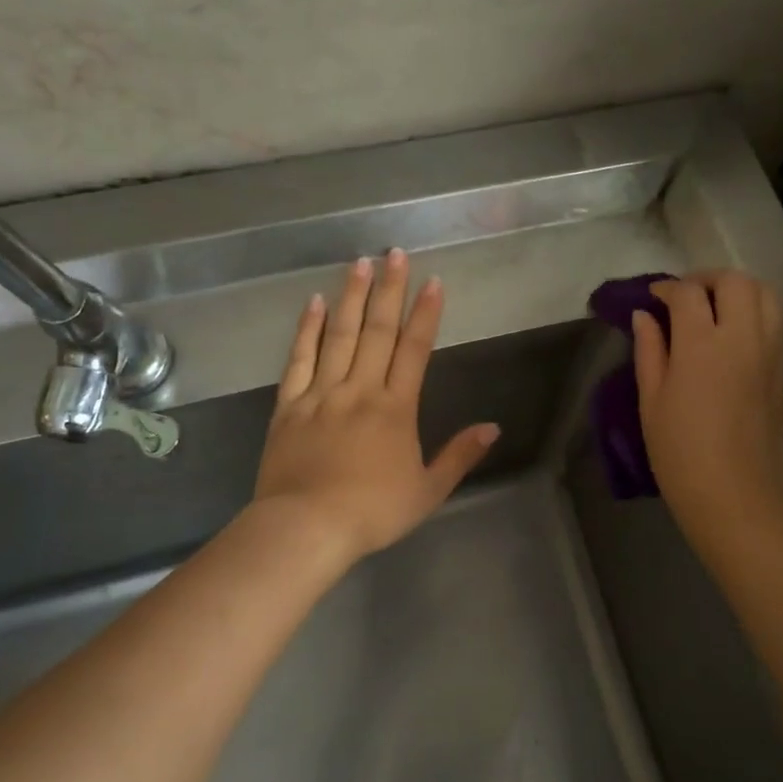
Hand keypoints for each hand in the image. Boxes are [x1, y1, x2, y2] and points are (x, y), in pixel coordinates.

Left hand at [252, 250, 499, 567]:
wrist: (305, 528)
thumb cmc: (372, 512)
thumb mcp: (428, 490)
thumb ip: (459, 455)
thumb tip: (493, 427)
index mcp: (396, 408)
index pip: (414, 350)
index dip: (425, 314)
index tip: (433, 281)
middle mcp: (360, 390)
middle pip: (377, 331)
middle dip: (389, 289)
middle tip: (395, 253)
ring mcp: (321, 394)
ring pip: (339, 335)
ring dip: (351, 297)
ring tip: (359, 262)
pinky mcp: (289, 405)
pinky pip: (299, 359)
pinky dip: (307, 329)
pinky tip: (315, 303)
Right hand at [632, 270, 782, 556]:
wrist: (735, 496)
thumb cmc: (680, 453)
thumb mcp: (651, 401)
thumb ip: (649, 351)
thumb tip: (644, 316)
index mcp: (702, 344)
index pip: (688, 293)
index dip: (667, 288)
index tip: (652, 298)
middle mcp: (742, 337)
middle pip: (735, 281)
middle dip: (707, 279)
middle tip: (685, 297)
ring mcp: (769, 352)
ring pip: (765, 294)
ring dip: (739, 290)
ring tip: (715, 308)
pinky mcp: (782, 370)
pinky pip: (776, 321)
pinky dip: (756, 311)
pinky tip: (734, 333)